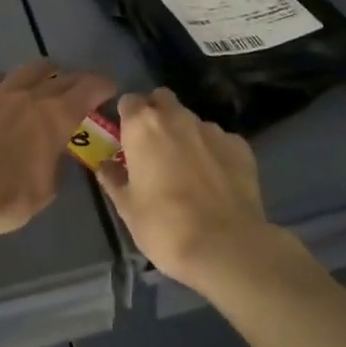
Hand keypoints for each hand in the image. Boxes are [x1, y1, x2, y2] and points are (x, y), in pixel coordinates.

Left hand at [0, 61, 115, 237]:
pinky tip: (0, 89)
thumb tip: (52, 158)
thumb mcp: (41, 193)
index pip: (87, 90)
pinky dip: (2, 81)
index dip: (101, 85)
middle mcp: (29, 97)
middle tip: (81, 86)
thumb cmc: (1, 197)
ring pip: (26, 69)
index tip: (109, 86)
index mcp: (54, 119)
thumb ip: (52, 170)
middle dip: (75, 79)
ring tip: (45, 78)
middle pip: (59, 77)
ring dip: (42, 72)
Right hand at [96, 89, 272, 288]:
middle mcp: (177, 118)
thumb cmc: (164, 226)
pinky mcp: (241, 146)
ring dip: (186, 136)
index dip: (127, 117)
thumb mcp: (127, 208)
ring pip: (192, 121)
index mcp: (143, 126)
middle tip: (155, 147)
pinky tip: (216, 181)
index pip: (129, 101)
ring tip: (189, 170)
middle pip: (163, 100)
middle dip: (157, 114)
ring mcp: (212, 129)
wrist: (225, 246)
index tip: (126, 137)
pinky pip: (220, 141)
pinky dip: (214, 153)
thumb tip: (105, 166)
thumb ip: (114, 179)